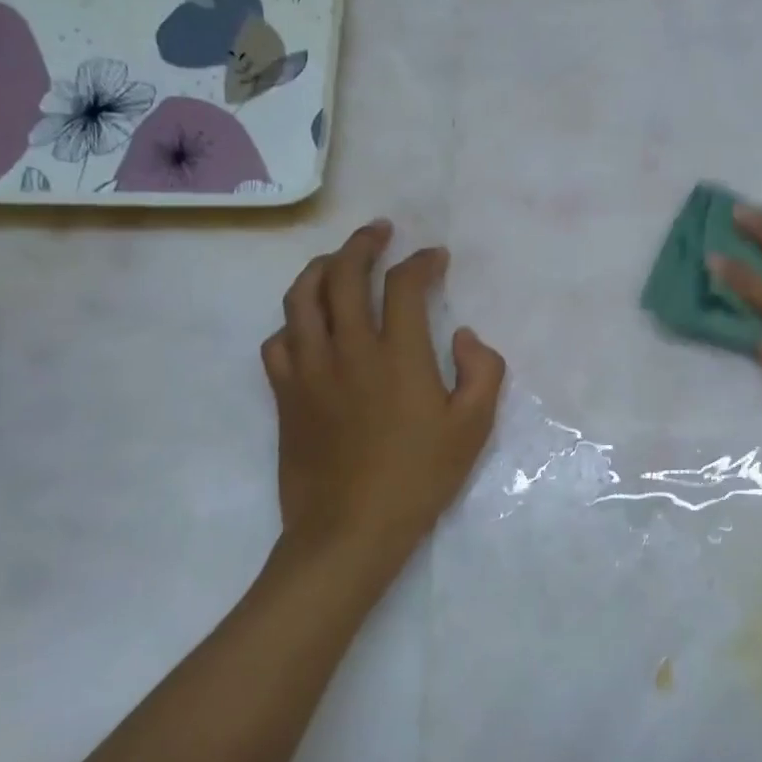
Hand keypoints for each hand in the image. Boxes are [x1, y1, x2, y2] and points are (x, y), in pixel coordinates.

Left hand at [261, 219, 504, 578]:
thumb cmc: (419, 478)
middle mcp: (348, 350)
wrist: (349, 530)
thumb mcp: (474, 427)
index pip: (403, 285)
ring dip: (320, 268)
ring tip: (336, 260)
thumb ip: (483, 370)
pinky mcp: (285, 394)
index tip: (435, 257)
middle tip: (379, 231)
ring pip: (301, 299)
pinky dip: (293, 321)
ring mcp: (309, 370)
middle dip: (362, 244)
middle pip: (343, 275)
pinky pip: (278, 340)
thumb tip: (463, 335)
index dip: (421, 262)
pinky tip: (307, 325)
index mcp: (398, 355)